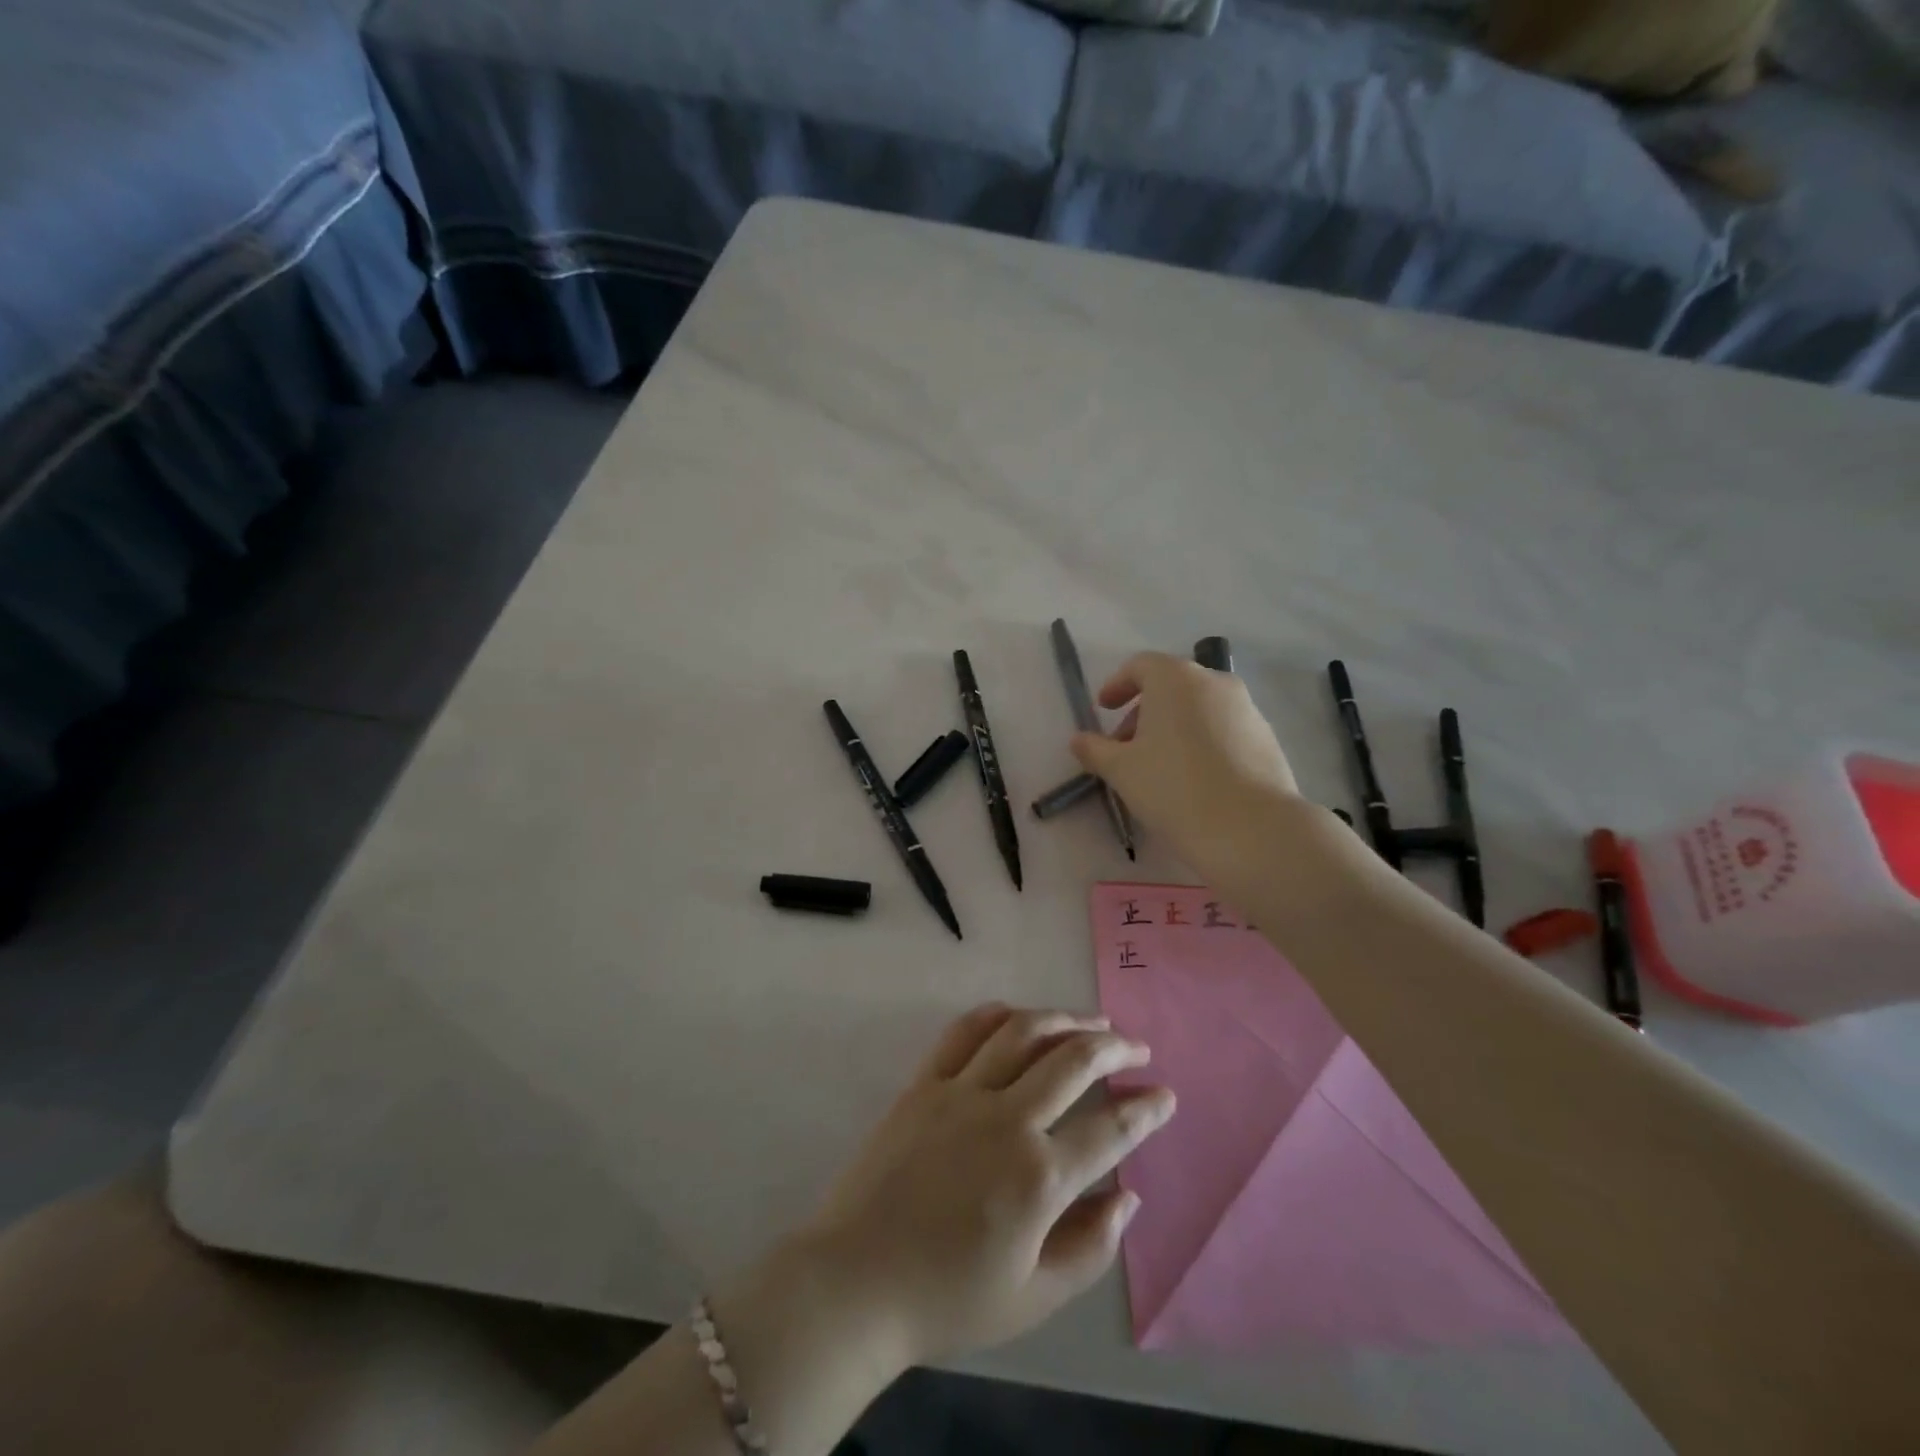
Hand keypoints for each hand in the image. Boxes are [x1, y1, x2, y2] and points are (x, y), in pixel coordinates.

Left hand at [799, 1005, 1174, 1367]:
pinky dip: (997, 1015)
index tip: (1165, 1094)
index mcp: (1039, 1177)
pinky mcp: (924, 1083)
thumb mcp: (1033, 1298)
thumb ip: (1090, 1247)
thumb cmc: (947, 1299)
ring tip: (1091, 1020)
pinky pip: (964, 1032)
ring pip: (1022, 1033)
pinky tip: (1018, 1014)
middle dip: (1114, 1049)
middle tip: (1136, 1048)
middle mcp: (1006, 1120)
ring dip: (1064, 1019)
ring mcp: (961, 1093)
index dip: (1146, 1110)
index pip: (1110, 1130)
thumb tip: (1128, 1197)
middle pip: (1072, 1061)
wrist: (855, 1281)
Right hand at [1069, 651, 1301, 866]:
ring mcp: (1247, 709)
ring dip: (1174, 727)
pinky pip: (1224, 730)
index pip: (1140, 666)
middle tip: (1125, 747)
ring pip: (1200, 708)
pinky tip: (1194, 779)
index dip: (1117, 685)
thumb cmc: (1172, 787)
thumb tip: (1079, 740)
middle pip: (1171, 686)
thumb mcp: (1121, 770)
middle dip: (1143, 711)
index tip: (1103, 709)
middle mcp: (1214, 682)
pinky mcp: (1266, 738)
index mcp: (1175, 679)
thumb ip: (1095, 750)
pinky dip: (1202, 742)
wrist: (1249, 827)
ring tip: (1159, 767)